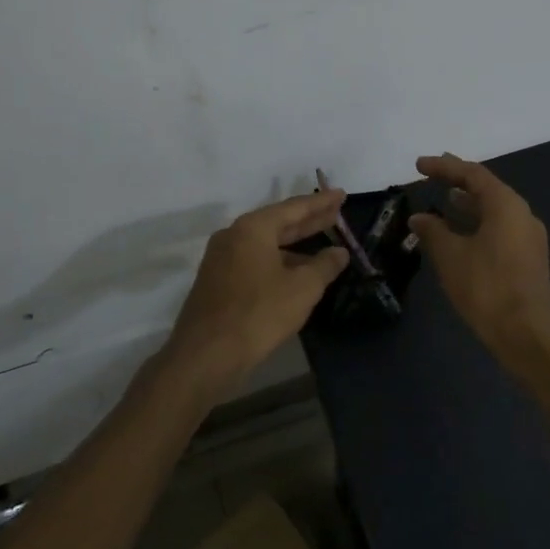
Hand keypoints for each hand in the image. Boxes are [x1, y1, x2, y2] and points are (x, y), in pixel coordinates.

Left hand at [163, 190, 349, 392]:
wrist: (207, 354)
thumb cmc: (259, 313)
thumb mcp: (303, 288)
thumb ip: (324, 265)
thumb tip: (339, 252)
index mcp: (253, 228)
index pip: (294, 208)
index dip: (321, 203)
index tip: (342, 194)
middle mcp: (233, 236)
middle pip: (278, 223)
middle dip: (309, 220)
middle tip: (336, 213)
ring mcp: (221, 259)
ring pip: (265, 244)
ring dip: (294, 244)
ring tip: (321, 246)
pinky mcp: (217, 282)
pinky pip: (254, 261)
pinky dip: (277, 260)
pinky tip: (294, 273)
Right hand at [409, 154, 549, 354]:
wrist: (526, 333)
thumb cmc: (486, 287)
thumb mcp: (451, 256)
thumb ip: (433, 231)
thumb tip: (420, 217)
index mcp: (506, 205)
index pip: (472, 174)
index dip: (444, 167)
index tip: (419, 165)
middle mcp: (522, 214)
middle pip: (488, 188)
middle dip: (459, 180)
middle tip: (434, 174)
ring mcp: (529, 237)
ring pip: (495, 210)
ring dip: (469, 204)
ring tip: (446, 200)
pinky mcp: (528, 258)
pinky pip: (500, 229)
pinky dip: (478, 223)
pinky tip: (462, 235)